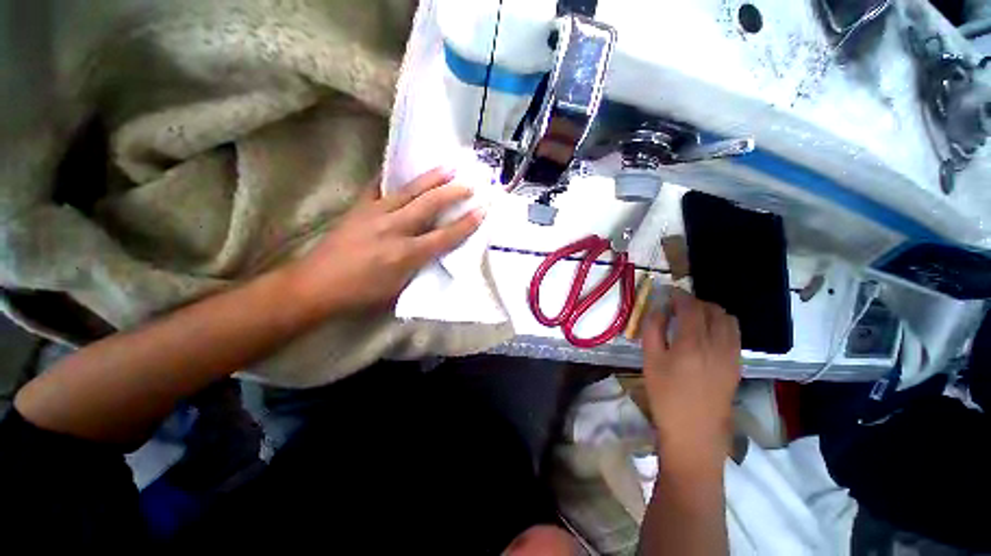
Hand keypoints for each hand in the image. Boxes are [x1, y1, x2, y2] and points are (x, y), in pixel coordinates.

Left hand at [288, 168, 483, 311]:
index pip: (445, 236)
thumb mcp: (399, 289)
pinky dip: (392, 178)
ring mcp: (374, 214)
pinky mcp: (359, 208)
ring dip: (431, 178)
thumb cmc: (362, 294)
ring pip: (408, 191)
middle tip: (470, 183)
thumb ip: (421, 268)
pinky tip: (400, 169)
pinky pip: (378, 187)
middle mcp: (394, 230)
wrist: (317, 285)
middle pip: (430, 206)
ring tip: (448, 166)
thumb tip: (438, 252)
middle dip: (453, 193)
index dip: (466, 224)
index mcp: (406, 255)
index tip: (482, 211)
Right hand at [641, 289, 740, 465]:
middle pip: (712, 310)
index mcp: (691, 343)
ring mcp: (732, 354)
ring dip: (711, 312)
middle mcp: (717, 344)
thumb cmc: (665, 395)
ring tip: (694, 318)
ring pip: (728, 320)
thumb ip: (652, 330)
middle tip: (677, 306)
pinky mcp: (738, 365)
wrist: (695, 432)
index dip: (679, 296)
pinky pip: (735, 334)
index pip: (690, 307)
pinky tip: (707, 335)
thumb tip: (658, 308)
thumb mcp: (650, 361)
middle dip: (695, 302)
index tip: (668, 293)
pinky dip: (722, 325)